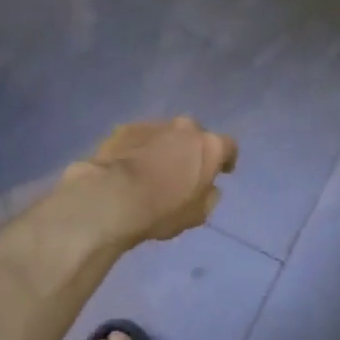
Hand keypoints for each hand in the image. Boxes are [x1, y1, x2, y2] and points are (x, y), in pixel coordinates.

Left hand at [65, 118, 238, 245]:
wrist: (111, 197)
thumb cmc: (162, 210)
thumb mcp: (198, 214)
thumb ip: (210, 196)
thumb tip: (210, 187)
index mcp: (210, 146)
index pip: (228, 146)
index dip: (226, 159)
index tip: (222, 171)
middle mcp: (185, 127)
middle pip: (196, 135)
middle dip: (193, 149)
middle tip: (185, 169)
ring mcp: (154, 124)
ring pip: (167, 134)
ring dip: (166, 147)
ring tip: (154, 168)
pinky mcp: (126, 128)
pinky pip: (141, 137)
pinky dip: (141, 147)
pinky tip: (131, 166)